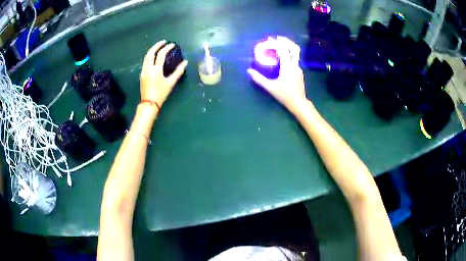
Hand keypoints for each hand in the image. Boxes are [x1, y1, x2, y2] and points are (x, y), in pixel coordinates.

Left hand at [140, 40, 187, 106]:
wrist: (149, 103)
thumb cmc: (161, 93)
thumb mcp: (171, 82)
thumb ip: (178, 71)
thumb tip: (185, 62)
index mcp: (156, 69)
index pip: (161, 54)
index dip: (167, 48)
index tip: (172, 44)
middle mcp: (148, 68)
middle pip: (151, 53)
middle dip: (157, 46)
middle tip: (163, 42)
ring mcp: (143, 71)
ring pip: (146, 57)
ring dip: (152, 50)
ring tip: (158, 47)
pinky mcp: (141, 75)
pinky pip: (145, 62)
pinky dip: (149, 57)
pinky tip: (153, 58)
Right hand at [247, 37, 306, 108]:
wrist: (298, 103)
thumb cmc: (284, 95)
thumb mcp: (270, 87)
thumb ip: (259, 78)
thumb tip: (249, 71)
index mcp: (287, 67)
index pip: (283, 51)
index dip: (277, 44)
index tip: (270, 39)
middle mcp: (295, 65)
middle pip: (294, 49)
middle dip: (286, 42)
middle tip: (277, 38)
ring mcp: (298, 68)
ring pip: (295, 54)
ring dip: (288, 48)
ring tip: (279, 46)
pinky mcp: (299, 72)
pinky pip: (294, 60)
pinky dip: (288, 55)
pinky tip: (282, 57)